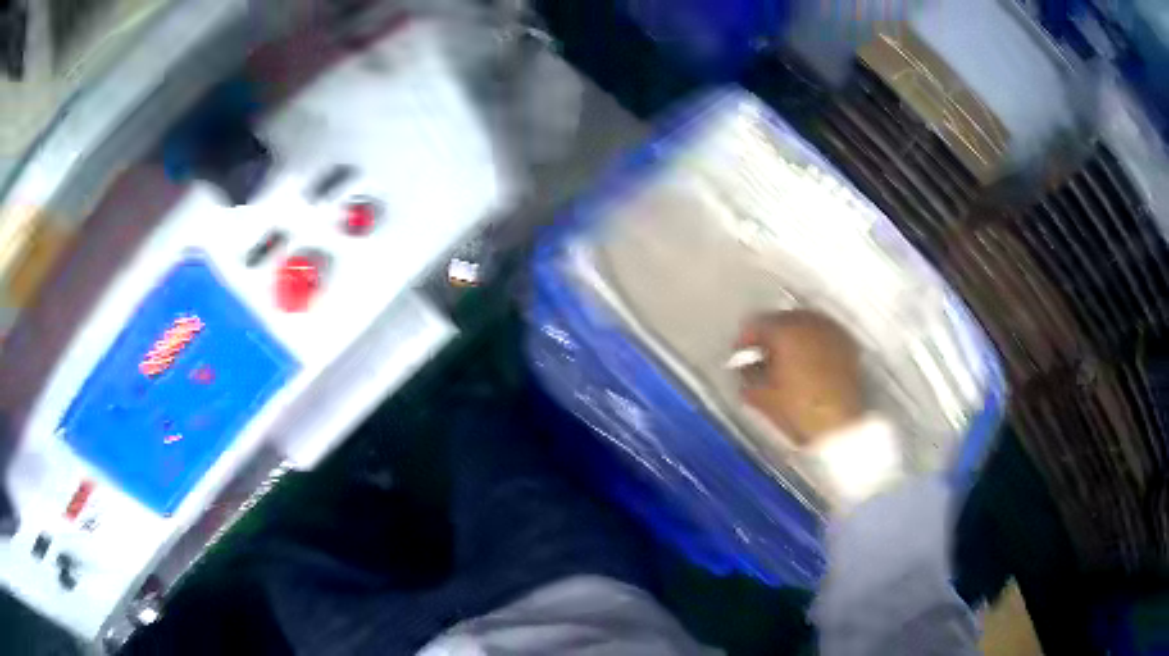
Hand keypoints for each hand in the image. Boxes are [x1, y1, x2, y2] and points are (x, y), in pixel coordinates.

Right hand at [735, 310, 863, 446]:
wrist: (840, 426)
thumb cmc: (799, 410)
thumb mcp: (762, 397)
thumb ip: (748, 377)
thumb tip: (746, 372)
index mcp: (784, 330)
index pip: (756, 323)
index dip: (745, 338)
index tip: (739, 352)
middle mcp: (810, 322)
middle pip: (782, 318)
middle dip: (770, 334)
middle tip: (761, 355)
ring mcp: (832, 331)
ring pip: (805, 323)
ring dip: (793, 336)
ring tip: (786, 358)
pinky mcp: (847, 345)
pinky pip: (824, 334)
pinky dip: (813, 342)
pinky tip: (809, 361)